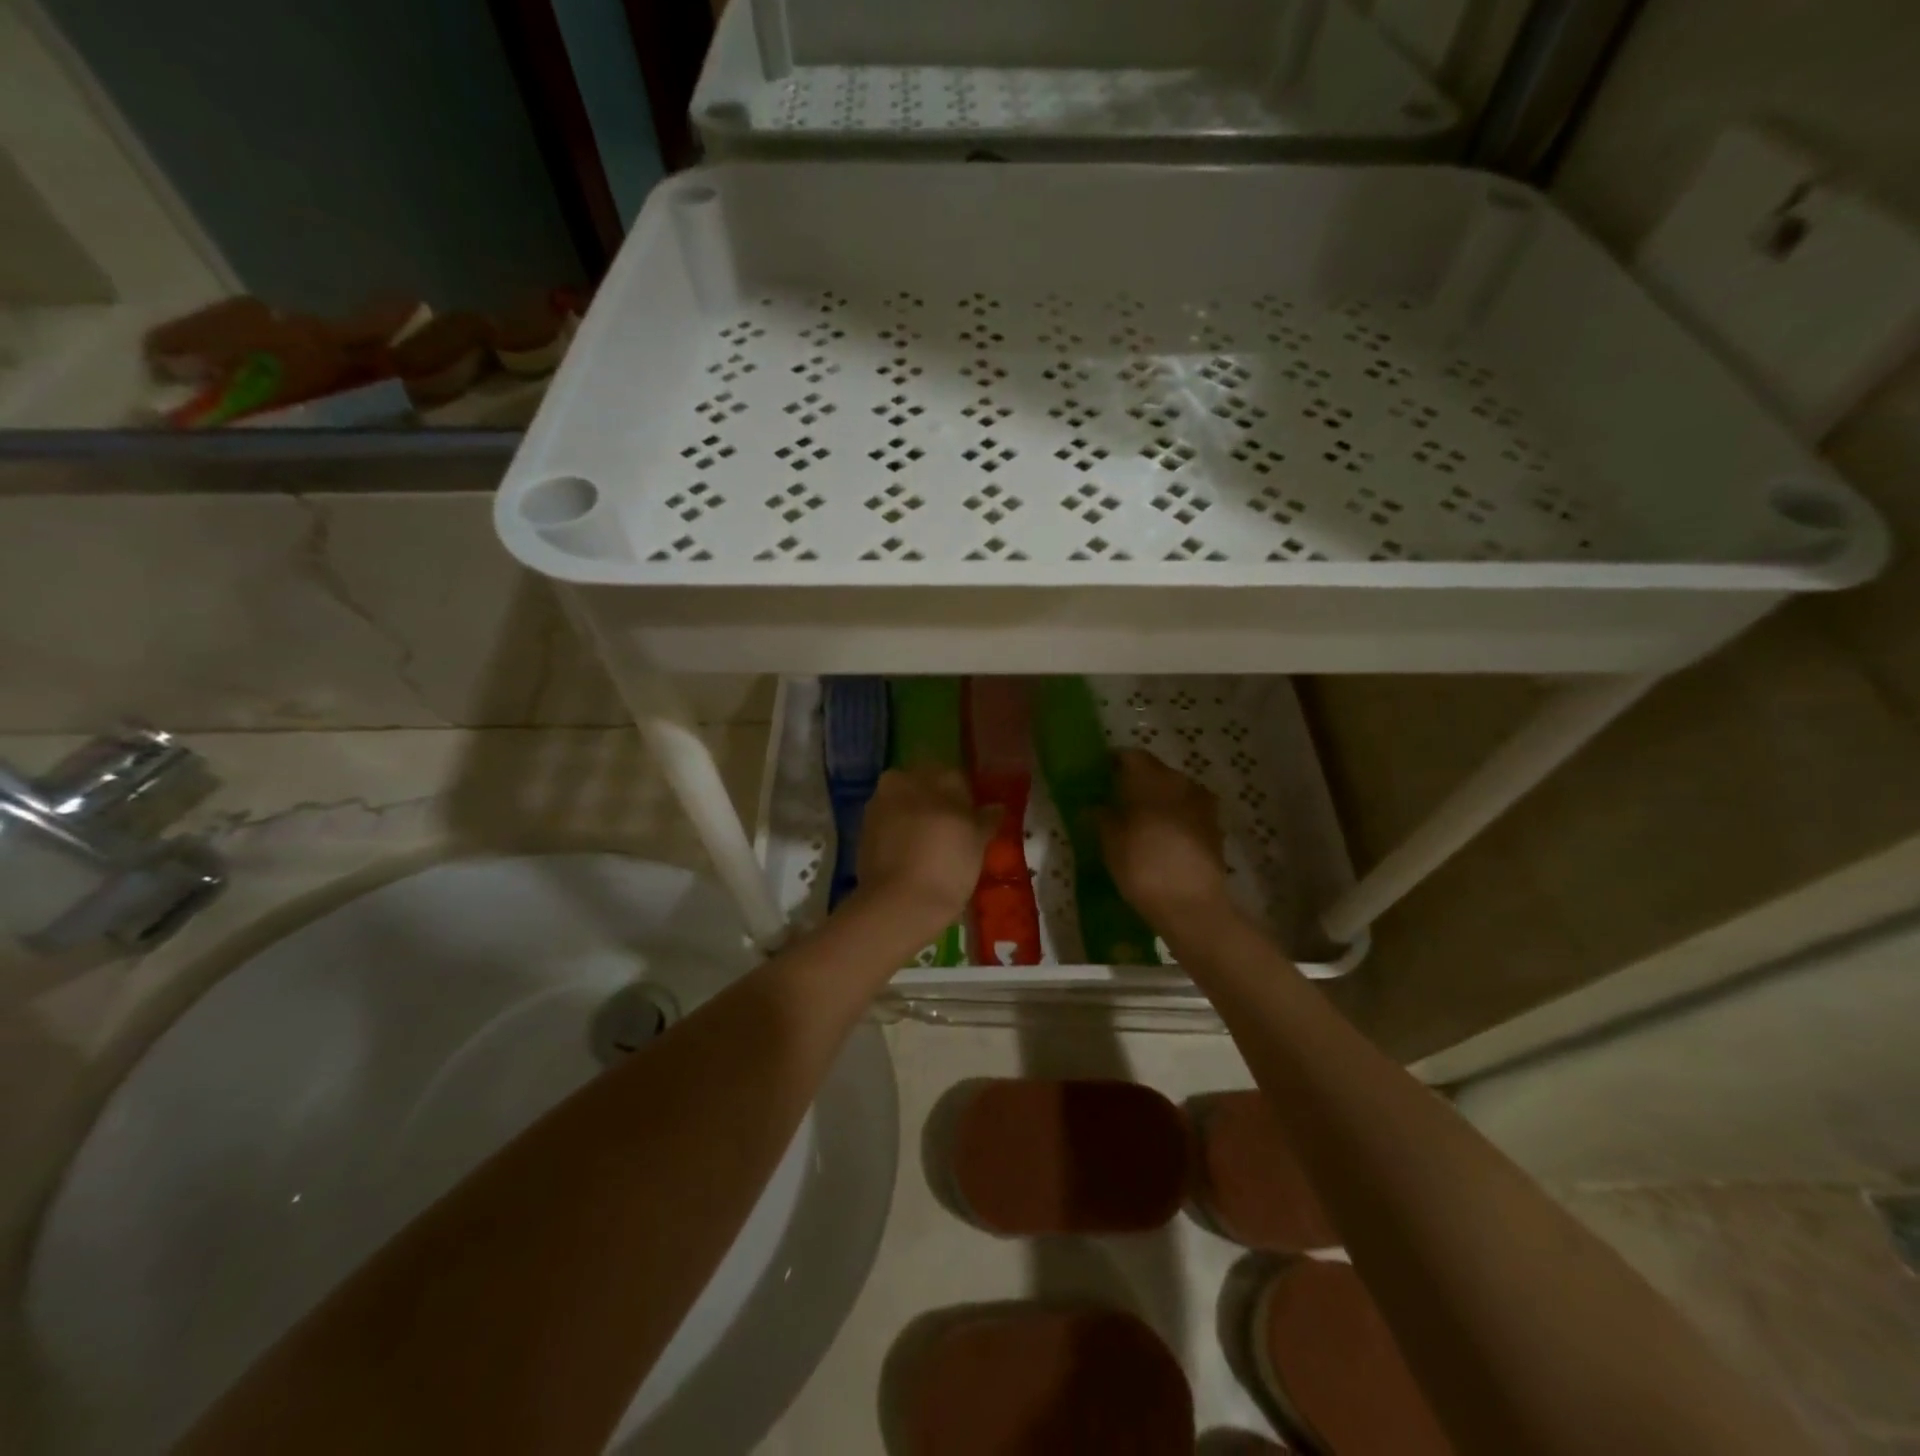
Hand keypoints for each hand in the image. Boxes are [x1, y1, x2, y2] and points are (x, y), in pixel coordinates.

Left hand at [854, 767, 997, 927]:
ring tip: (932, 847)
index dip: (967, 799)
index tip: (973, 821)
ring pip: (905, 803)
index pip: (956, 777)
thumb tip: (995, 807)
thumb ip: (986, 819)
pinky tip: (912, 855)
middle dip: (938, 803)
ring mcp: (879, 804)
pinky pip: (889, 824)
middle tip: (953, 833)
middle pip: (926, 786)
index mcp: (935, 776)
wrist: (898, 903)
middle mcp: (903, 779)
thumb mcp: (977, 843)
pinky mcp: (863, 830)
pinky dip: (900, 833)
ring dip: (916, 817)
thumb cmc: (946, 865)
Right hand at [1098, 749, 1232, 926]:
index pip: (1130, 756)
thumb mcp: (1110, 842)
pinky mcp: (1215, 827)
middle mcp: (1180, 782)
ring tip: (1142, 822)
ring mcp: (1203, 803)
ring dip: (1159, 800)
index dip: (1115, 763)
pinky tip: (1163, 838)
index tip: (1102, 776)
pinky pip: (1189, 811)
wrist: (1191, 904)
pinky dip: (1176, 818)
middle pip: (1155, 772)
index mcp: (1150, 778)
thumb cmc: (1142, 866)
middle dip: (1138, 782)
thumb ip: (1101, 817)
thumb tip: (1095, 806)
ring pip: (1175, 791)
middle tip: (1119, 801)